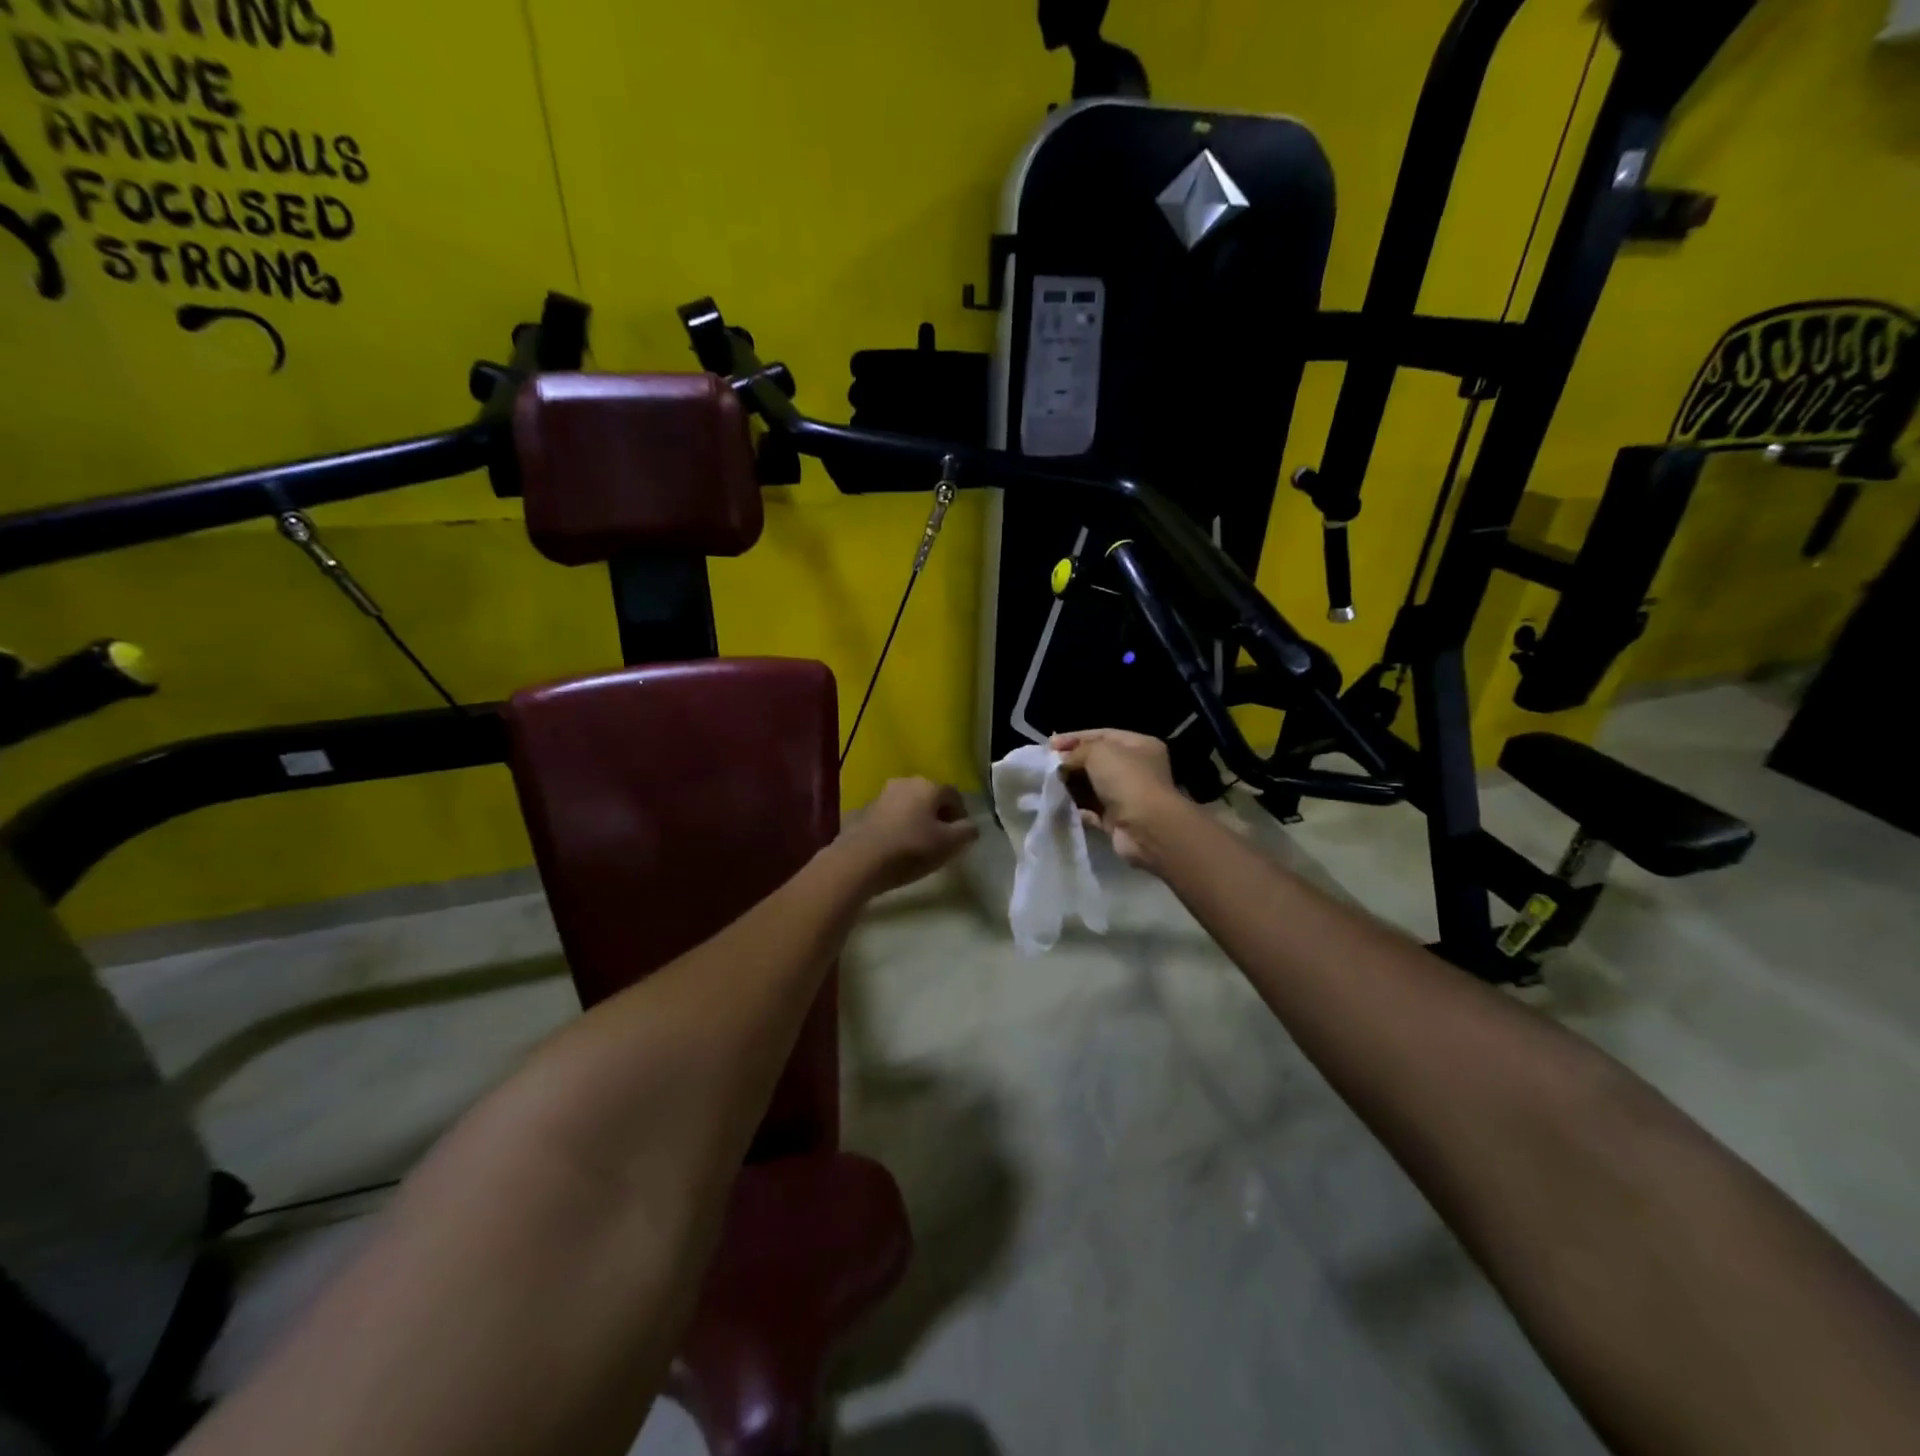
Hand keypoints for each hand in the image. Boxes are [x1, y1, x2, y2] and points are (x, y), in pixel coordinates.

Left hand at [839, 777, 979, 892]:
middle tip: (942, 840)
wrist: (860, 860)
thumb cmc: (911, 849)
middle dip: (939, 816)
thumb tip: (971, 826)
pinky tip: (898, 846)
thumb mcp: (949, 844)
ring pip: (910, 805)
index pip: (954, 795)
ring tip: (919, 845)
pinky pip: (891, 816)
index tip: (960, 837)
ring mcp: (882, 795)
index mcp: (929, 785)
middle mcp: (905, 782)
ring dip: (917, 820)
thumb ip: (966, 832)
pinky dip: (899, 826)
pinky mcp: (865, 810)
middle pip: (930, 797)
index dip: (961, 815)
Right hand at [1051, 729, 1185, 867]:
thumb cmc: (1126, 780)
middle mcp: (1137, 769)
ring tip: (1049, 783)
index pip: (1103, 735)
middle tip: (1047, 765)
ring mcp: (1128, 796)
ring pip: (1093, 786)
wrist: (1146, 828)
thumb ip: (1077, 751)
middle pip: (1097, 761)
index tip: (1050, 744)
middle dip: (1073, 762)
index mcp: (1139, 746)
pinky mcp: (1118, 820)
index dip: (1075, 738)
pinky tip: (1060, 803)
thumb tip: (1063, 761)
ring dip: (1072, 785)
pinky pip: (1093, 810)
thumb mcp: (1098, 752)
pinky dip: (1077, 807)